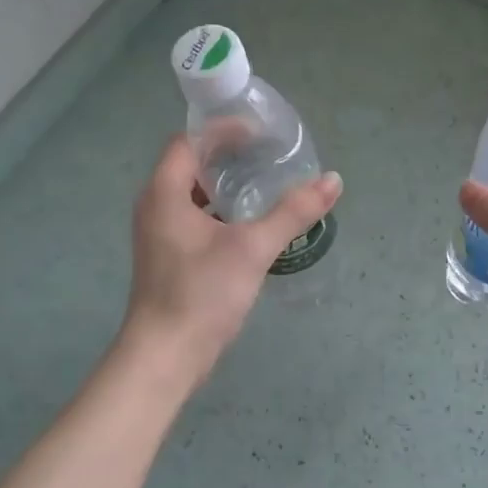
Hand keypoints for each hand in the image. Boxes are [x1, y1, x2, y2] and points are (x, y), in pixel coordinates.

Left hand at [122, 135, 342, 380]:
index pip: (189, 142)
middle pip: (190, 166)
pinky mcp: (169, 260)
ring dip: (226, 188)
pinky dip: (221, 214)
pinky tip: (250, 228)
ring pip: (193, 196)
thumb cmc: (202, 293)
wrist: (166, 356)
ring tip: (265, 187)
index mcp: (164, 193)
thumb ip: (292, 212)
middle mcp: (155, 207)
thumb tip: (333, 180)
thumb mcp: (252, 248)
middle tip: (269, 158)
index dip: (222, 131)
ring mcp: (159, 236)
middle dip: (229, 158)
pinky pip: (195, 221)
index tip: (260, 134)